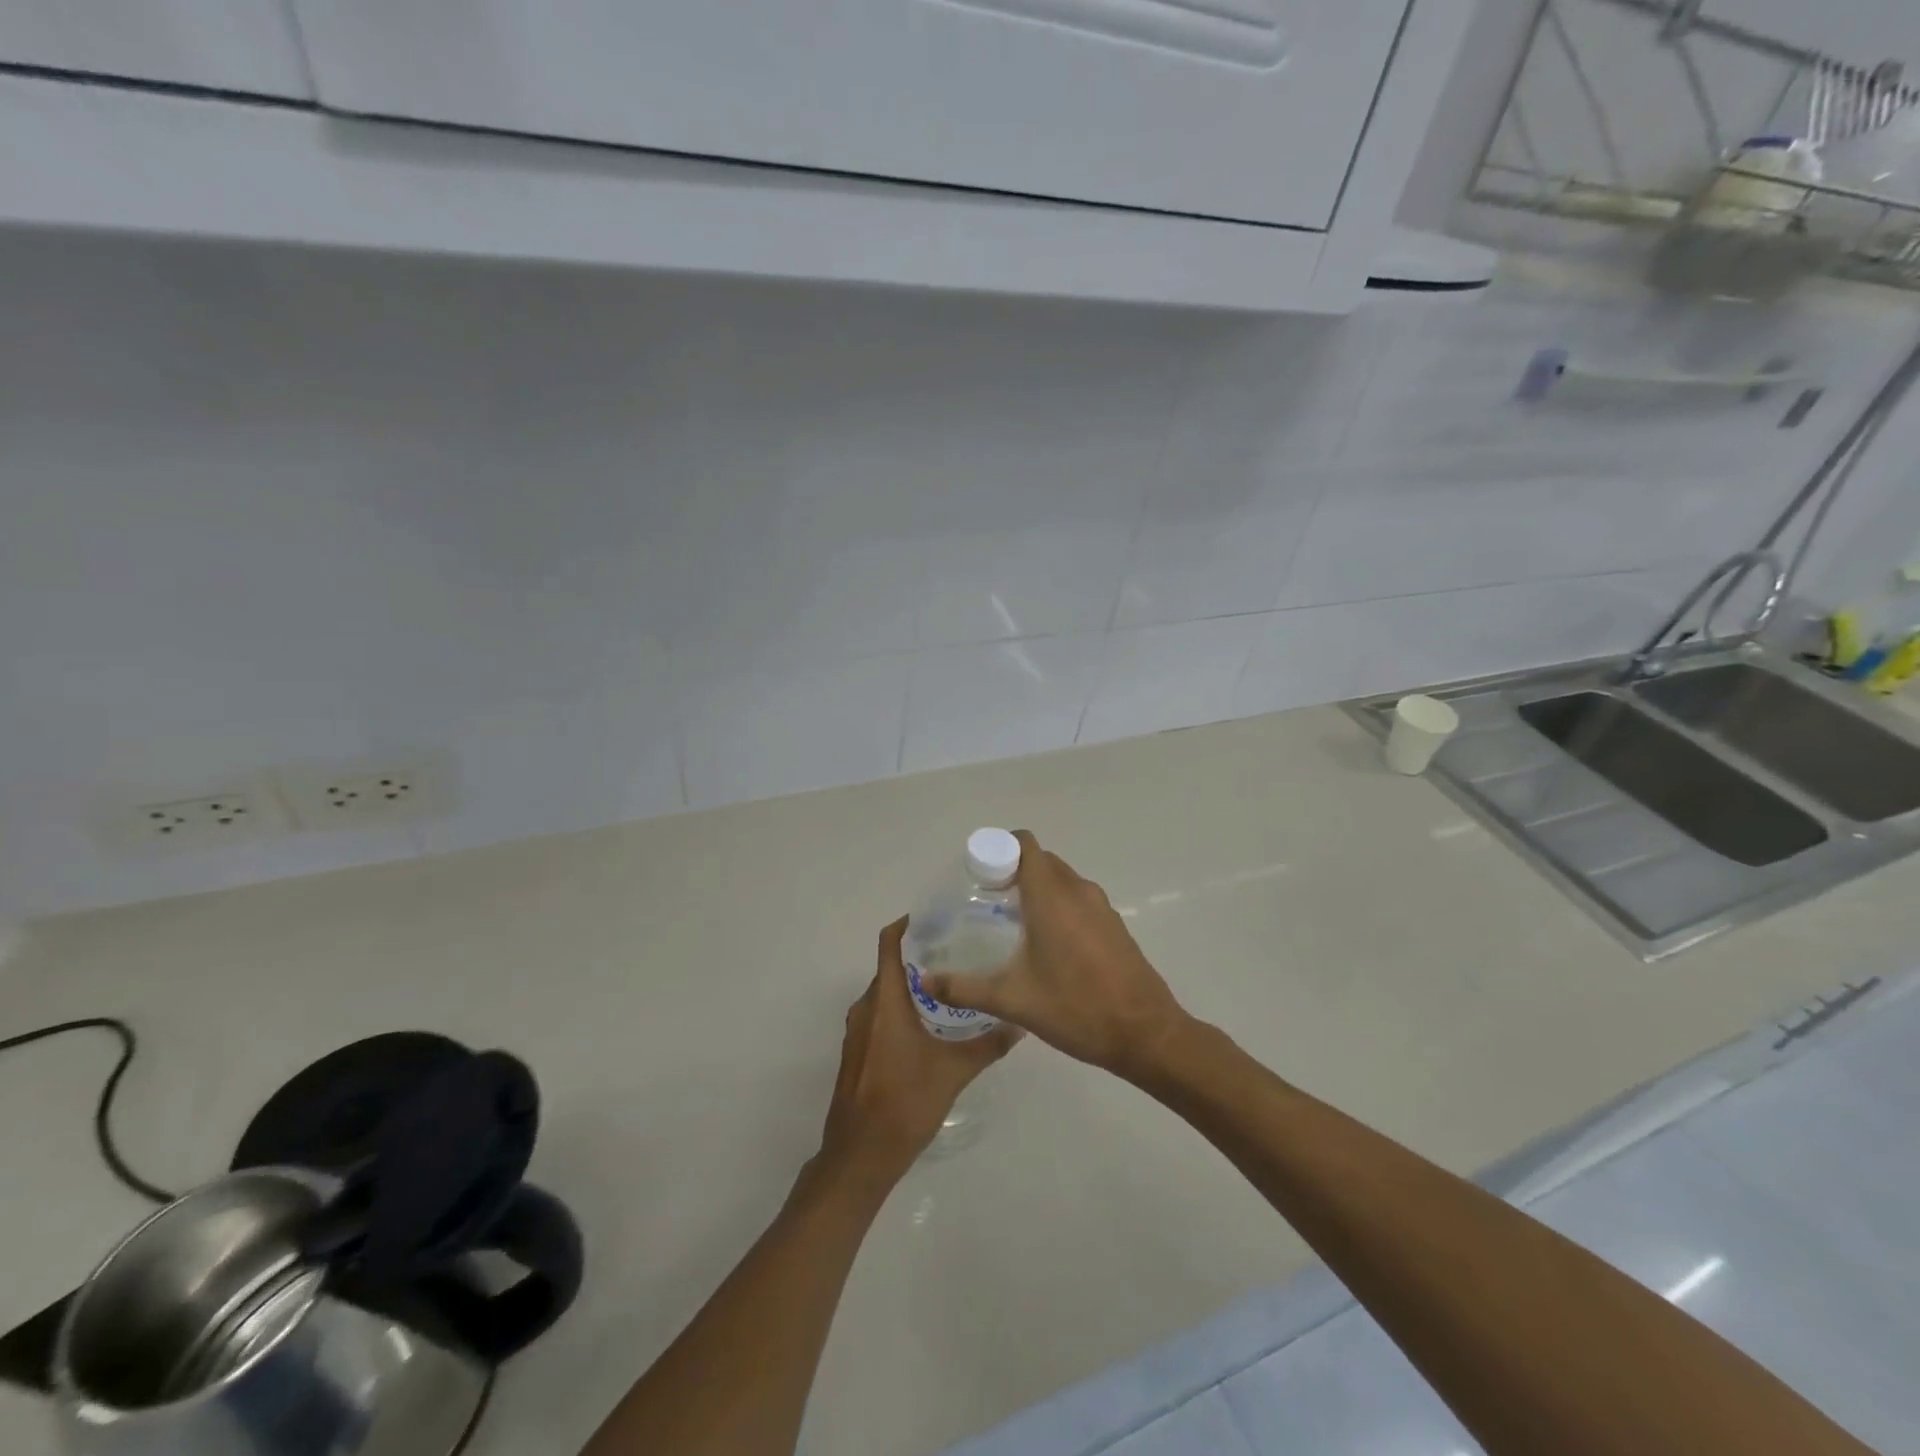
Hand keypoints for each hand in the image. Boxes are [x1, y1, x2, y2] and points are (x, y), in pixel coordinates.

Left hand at [817, 918, 1020, 1185]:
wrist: (860, 1155)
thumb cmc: (905, 1103)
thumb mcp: (954, 1072)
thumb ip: (988, 1044)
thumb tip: (1021, 1023)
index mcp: (885, 1000)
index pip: (889, 943)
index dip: (907, 925)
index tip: (937, 918)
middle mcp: (866, 1007)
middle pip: (890, 967)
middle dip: (921, 957)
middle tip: (959, 952)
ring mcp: (858, 1031)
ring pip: (886, 993)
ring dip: (913, 986)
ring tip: (952, 986)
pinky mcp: (858, 1052)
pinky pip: (880, 1016)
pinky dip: (902, 1009)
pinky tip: (931, 1025)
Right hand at [918, 830, 1188, 1080]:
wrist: (1145, 1034)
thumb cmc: (1076, 1009)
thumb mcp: (1013, 1000)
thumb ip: (964, 987)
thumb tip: (924, 980)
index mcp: (1051, 897)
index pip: (1025, 844)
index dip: (999, 849)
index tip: (978, 873)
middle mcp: (1078, 891)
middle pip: (1041, 860)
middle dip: (1013, 869)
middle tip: (986, 898)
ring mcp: (1101, 907)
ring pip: (1062, 879)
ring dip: (1038, 887)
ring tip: (1011, 920)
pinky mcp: (1114, 924)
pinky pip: (1079, 898)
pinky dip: (1059, 904)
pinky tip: (1046, 943)